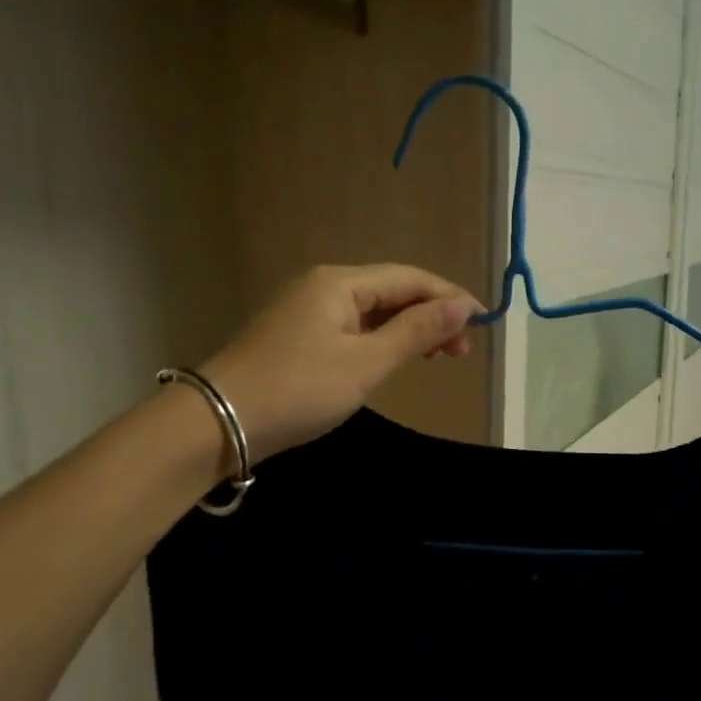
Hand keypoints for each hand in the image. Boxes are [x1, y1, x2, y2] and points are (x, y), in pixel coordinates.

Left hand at [200, 264, 481, 460]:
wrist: (218, 422)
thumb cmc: (299, 390)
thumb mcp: (366, 363)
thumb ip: (416, 332)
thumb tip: (461, 305)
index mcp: (340, 282)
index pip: (409, 278)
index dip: (449, 297)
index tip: (483, 323)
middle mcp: (322, 285)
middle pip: (391, 291)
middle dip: (430, 315)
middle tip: (460, 351)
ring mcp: (305, 310)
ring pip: (371, 311)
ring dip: (407, 330)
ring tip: (437, 357)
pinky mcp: (295, 337)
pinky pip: (351, 328)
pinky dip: (379, 341)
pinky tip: (391, 359)